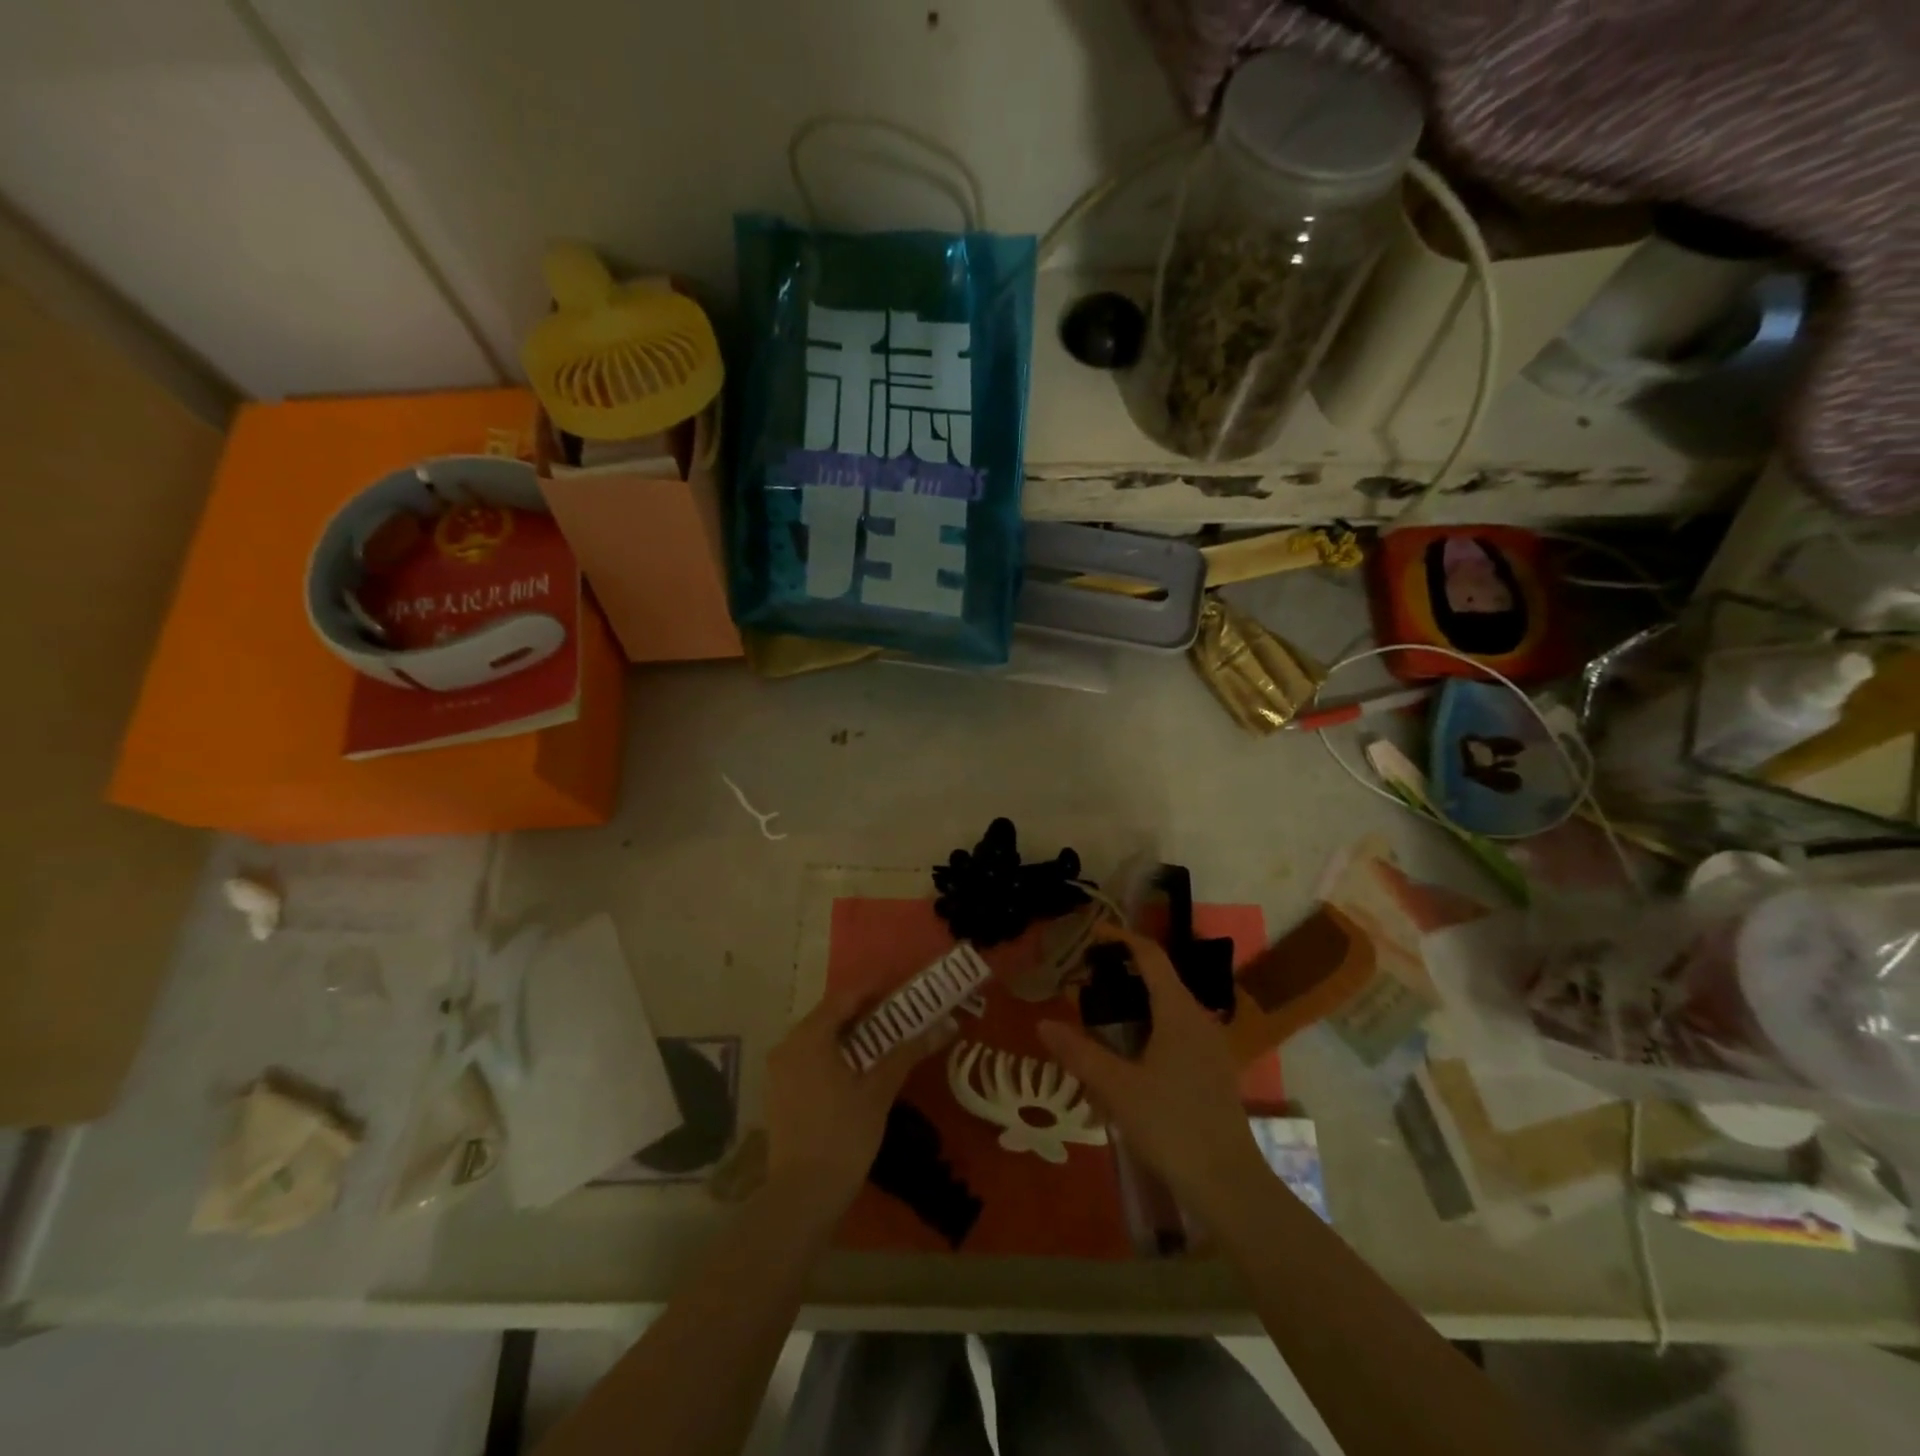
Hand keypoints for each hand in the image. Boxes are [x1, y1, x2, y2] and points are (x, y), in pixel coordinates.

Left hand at [764, 985, 952, 1219]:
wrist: (801, 1198)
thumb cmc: (843, 1136)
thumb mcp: (879, 1090)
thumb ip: (908, 1051)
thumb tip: (946, 1024)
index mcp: (809, 1037)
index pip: (845, 997)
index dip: (875, 989)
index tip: (904, 990)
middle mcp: (788, 1046)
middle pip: (830, 1015)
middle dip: (866, 1012)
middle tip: (900, 1015)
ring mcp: (779, 1071)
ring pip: (820, 1038)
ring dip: (851, 1034)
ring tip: (886, 1039)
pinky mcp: (780, 1093)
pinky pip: (810, 1058)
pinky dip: (835, 1054)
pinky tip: (859, 1068)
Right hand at [1039, 926, 1268, 1222]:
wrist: (1229, 1184)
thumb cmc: (1171, 1126)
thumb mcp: (1117, 1088)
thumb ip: (1079, 1053)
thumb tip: (1044, 1023)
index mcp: (1178, 1012)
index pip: (1150, 956)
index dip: (1121, 938)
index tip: (1091, 935)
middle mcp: (1199, 1019)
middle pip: (1160, 978)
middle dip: (1123, 971)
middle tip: (1086, 977)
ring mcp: (1210, 1046)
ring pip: (1168, 1007)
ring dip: (1136, 1001)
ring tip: (1100, 1013)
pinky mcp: (1212, 1071)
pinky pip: (1177, 1031)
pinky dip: (1149, 1026)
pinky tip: (1128, 1054)